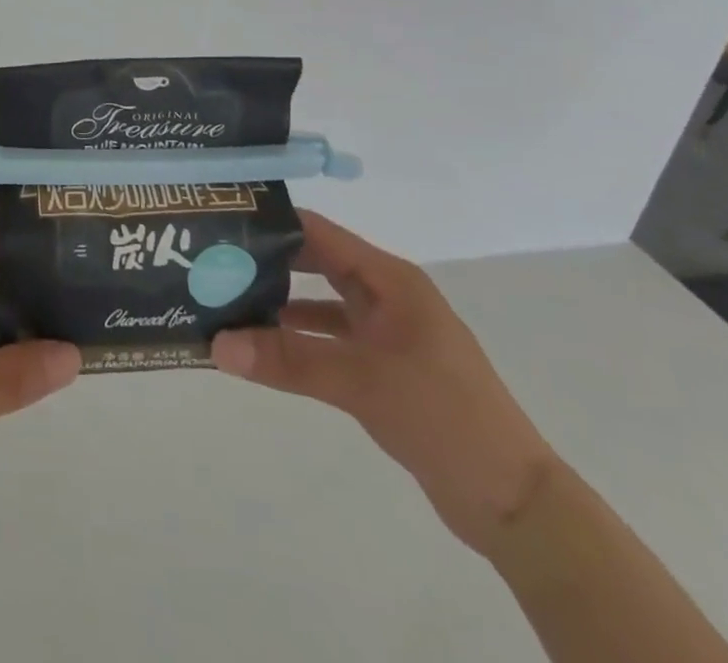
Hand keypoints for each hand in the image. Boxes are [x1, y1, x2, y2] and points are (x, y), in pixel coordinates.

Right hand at [212, 211, 559, 555]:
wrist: (514, 504)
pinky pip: (328, 340)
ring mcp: (386, 333)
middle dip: (267, 263)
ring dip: (278, 304)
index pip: (318, 233)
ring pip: (319, 303)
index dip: (271, 223)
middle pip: (315, 263)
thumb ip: (287, 360)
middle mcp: (386, 296)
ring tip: (225, 302)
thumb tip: (214, 344)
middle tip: (212, 262)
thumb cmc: (444, 417)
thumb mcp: (361, 382)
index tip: (221, 222)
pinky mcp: (383, 368)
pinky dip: (296, 340)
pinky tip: (261, 347)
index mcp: (389, 280)